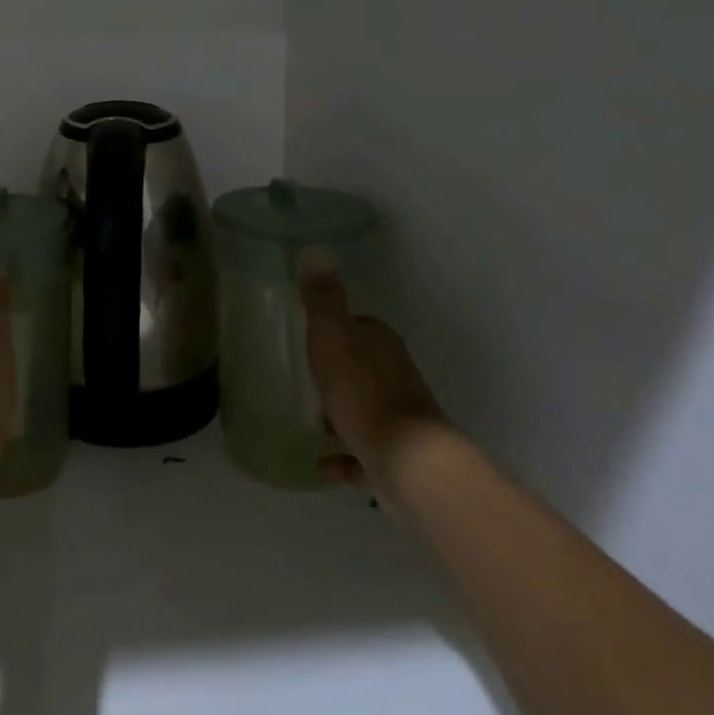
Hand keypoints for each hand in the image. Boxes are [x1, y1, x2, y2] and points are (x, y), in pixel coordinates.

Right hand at [299, 254, 449, 508]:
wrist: (406, 460)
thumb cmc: (363, 391)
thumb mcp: (332, 336)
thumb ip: (322, 299)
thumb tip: (316, 251)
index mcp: (381, 345)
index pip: (360, 327)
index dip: (338, 328)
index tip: (313, 334)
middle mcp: (394, 377)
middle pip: (363, 367)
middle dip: (339, 371)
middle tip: (307, 375)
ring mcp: (397, 419)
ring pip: (365, 409)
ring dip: (342, 413)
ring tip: (311, 419)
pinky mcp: (394, 457)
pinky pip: (362, 453)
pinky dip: (344, 457)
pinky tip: (321, 462)